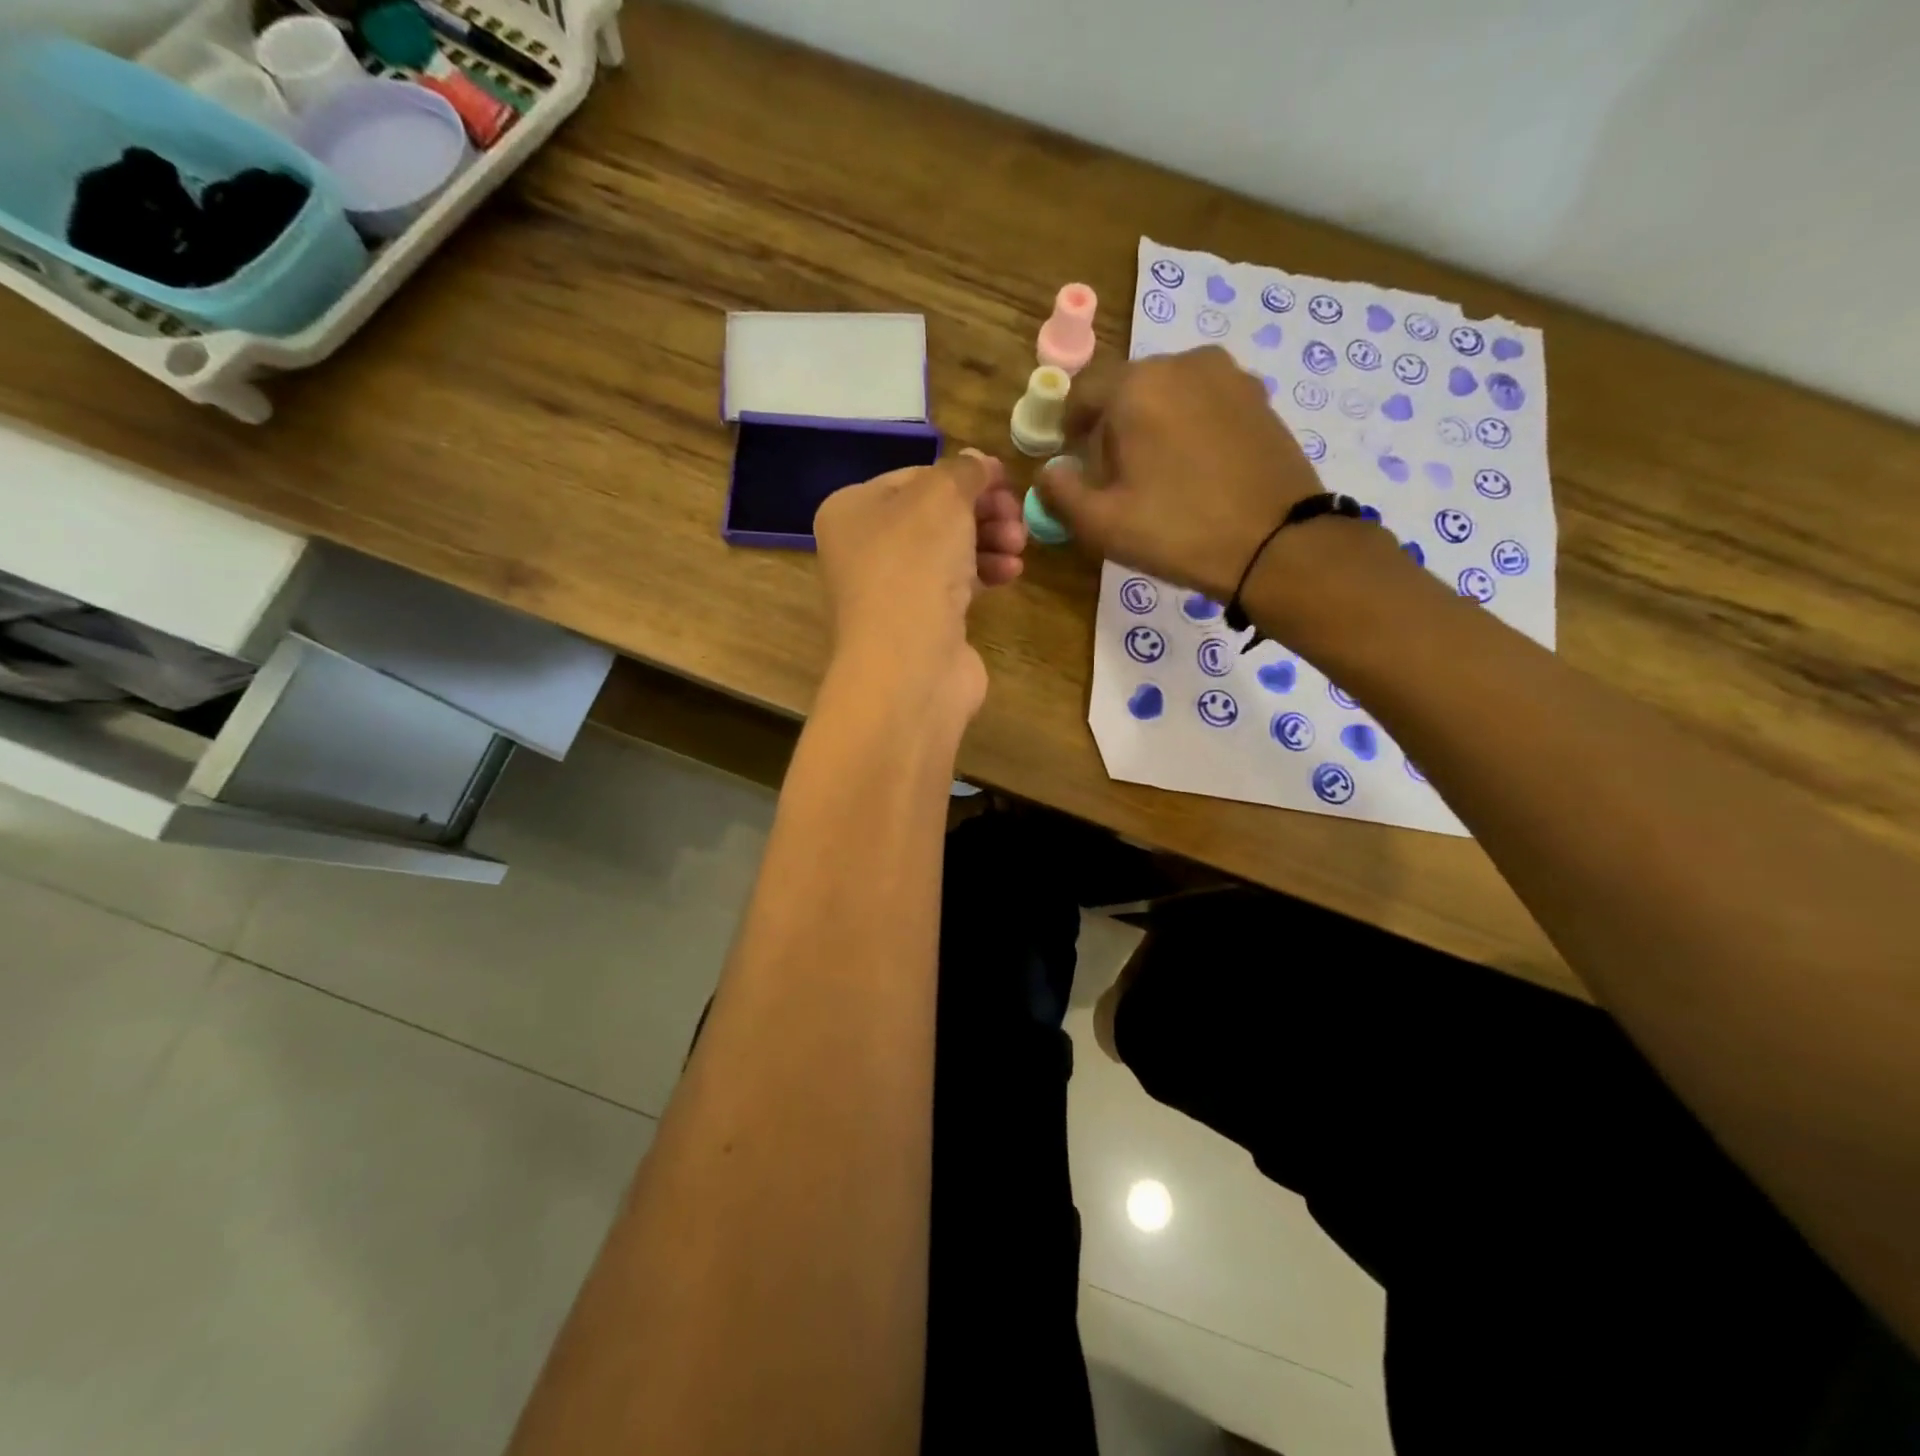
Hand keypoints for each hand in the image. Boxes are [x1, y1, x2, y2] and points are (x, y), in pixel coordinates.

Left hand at [813, 449, 1025, 719]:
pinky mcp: (920, 624)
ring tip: (1018, 545)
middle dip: (982, 512)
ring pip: (948, 551)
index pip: (915, 478)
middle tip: (1016, 517)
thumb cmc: (915, 566)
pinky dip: (984, 573)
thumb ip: (962, 472)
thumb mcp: (941, 498)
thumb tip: (976, 462)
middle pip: (935, 516)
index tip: (1005, 481)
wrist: (909, 666)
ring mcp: (892, 591)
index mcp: (852, 510)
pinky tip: (1011, 573)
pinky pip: (955, 586)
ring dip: (989, 541)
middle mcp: (864, 549)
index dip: (963, 476)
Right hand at [1035, 346, 1324, 602]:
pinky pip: (1206, 402)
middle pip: (1128, 387)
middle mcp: (1184, 364)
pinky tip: (1196, 469)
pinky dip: (1189, 425)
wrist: (1277, 545)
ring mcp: (1229, 376)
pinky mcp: (1260, 399)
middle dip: (1112, 425)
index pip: (1084, 389)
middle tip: (1112, 474)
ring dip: (1152, 423)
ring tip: (1157, 473)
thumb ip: (1060, 492)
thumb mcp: (1101, 523)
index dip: (1069, 423)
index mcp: (1138, 385)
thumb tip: (1048, 472)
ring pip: (1170, 392)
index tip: (1070, 457)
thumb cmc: (1178, 531)